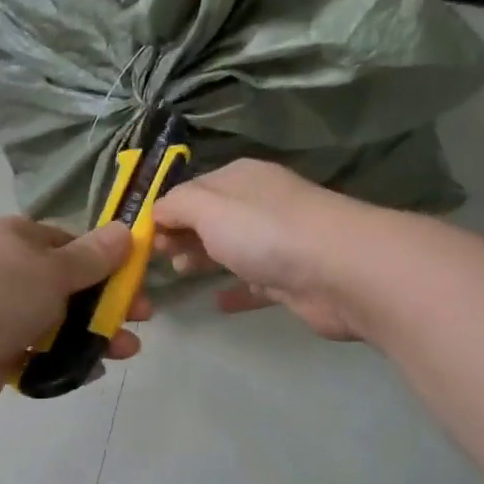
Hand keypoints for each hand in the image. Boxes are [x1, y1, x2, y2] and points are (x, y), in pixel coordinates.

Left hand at [0, 217, 149, 415]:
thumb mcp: (53, 269)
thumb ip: (92, 257)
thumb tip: (127, 230)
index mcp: (19, 240)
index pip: (71, 244)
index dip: (107, 261)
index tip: (136, 279)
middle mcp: (12, 274)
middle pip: (72, 287)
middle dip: (109, 303)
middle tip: (143, 318)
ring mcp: (6, 316)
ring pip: (62, 323)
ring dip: (96, 335)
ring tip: (126, 350)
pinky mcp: (3, 353)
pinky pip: (44, 354)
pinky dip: (68, 360)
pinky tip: (92, 369)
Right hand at [154, 160, 373, 341]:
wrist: (341, 271)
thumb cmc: (266, 232)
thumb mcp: (208, 207)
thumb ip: (176, 206)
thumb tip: (155, 211)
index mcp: (239, 179)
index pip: (192, 189)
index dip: (165, 211)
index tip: (141, 239)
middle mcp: (259, 205)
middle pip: (210, 219)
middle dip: (181, 234)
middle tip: (159, 258)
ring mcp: (277, 243)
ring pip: (231, 249)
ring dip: (203, 258)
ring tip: (180, 273)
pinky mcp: (290, 280)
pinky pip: (254, 284)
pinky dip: (234, 291)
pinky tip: (216, 304)